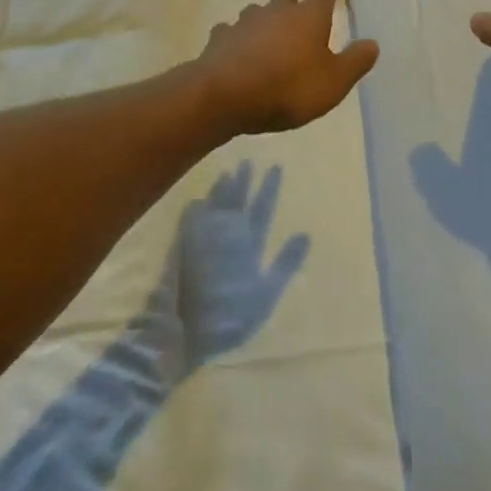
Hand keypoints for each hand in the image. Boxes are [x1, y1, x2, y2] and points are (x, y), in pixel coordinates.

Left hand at [150, 162, 308, 371]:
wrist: (187, 329)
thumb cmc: (232, 315)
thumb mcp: (266, 294)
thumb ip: (285, 264)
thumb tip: (305, 233)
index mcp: (249, 242)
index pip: (263, 207)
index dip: (269, 187)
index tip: (275, 165)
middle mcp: (227, 233)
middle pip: (237, 200)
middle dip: (244, 180)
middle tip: (247, 161)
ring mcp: (204, 238)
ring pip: (215, 204)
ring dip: (221, 188)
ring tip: (225, 173)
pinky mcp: (184, 247)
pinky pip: (191, 218)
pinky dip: (196, 208)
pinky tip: (196, 200)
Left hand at [191, 0, 378, 134]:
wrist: (226, 95)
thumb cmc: (288, 87)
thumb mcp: (334, 82)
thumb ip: (356, 61)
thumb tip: (373, 43)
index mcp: (308, 16)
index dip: (329, 2)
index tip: (332, 12)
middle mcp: (277, 10)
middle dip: (293, 11)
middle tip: (299, 35)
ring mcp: (245, 21)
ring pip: (258, 13)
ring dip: (264, 25)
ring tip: (268, 48)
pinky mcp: (220, 37)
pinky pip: (230, 33)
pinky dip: (236, 42)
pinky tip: (237, 58)